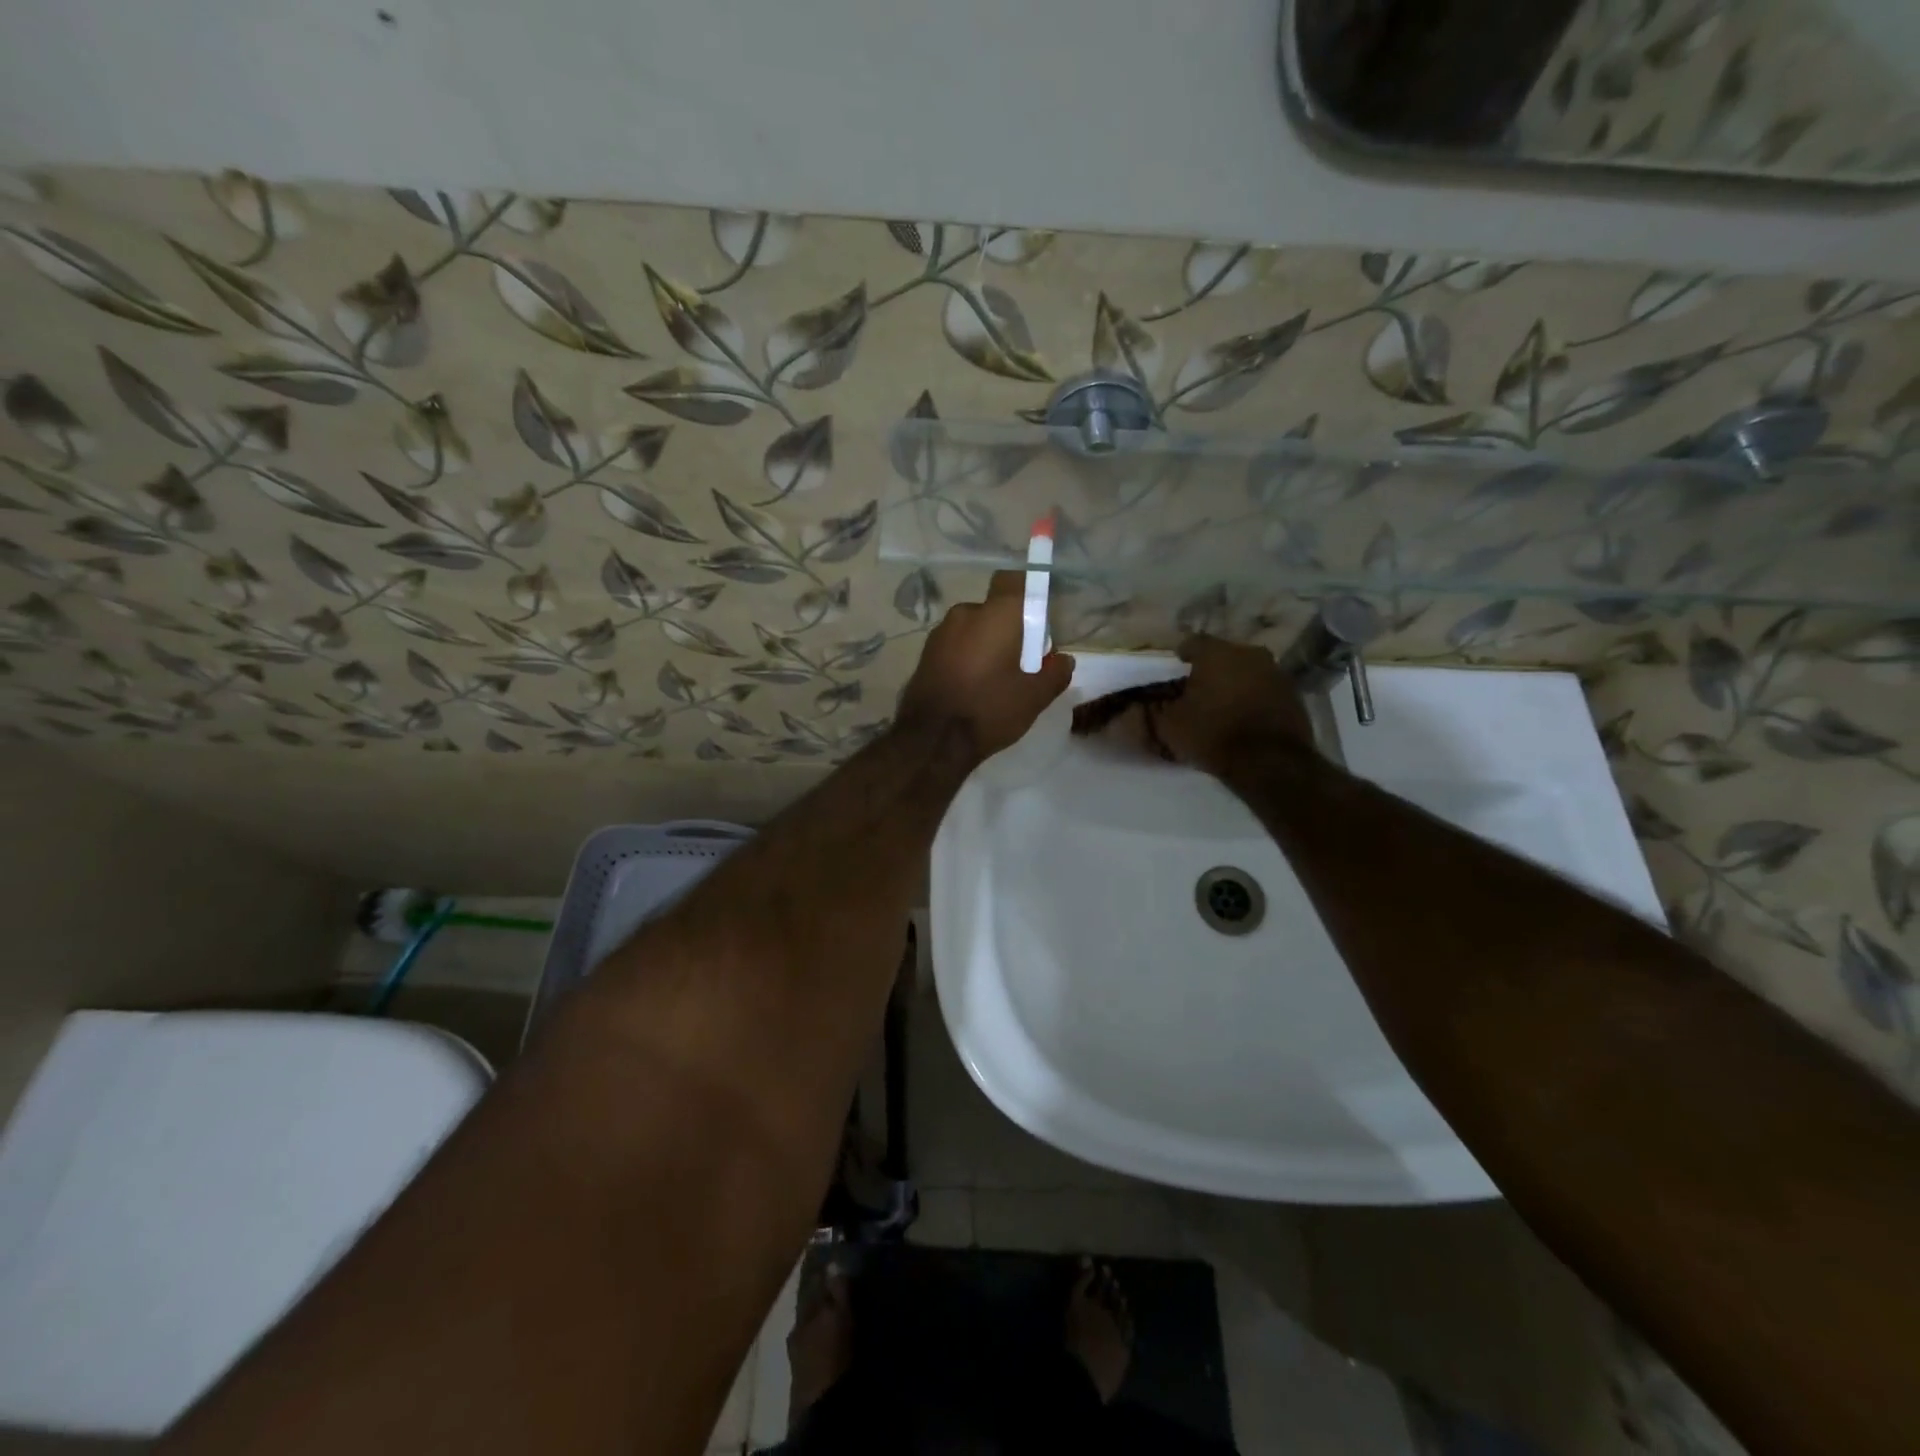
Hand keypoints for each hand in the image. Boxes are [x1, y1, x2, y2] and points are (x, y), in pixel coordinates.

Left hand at [898, 570, 1072, 760]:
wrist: (932, 740)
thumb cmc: (989, 709)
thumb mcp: (1035, 697)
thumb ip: (1056, 673)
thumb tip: (1063, 660)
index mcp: (997, 614)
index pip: (1016, 580)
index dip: (1030, 595)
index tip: (1040, 623)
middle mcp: (965, 613)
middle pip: (995, 610)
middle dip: (1010, 629)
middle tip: (1023, 661)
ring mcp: (940, 632)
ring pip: (974, 628)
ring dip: (987, 644)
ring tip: (997, 679)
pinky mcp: (925, 653)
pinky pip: (956, 645)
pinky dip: (968, 657)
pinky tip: (974, 686)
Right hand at [1145, 634, 1312, 775]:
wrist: (1270, 763)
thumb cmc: (1213, 735)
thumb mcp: (1170, 725)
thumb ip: (1155, 708)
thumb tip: (1142, 701)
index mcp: (1216, 652)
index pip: (1191, 643)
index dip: (1179, 657)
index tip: (1173, 671)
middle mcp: (1249, 652)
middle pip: (1222, 655)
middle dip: (1209, 669)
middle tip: (1197, 690)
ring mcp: (1276, 671)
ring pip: (1245, 670)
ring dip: (1233, 682)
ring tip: (1220, 705)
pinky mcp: (1293, 693)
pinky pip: (1264, 688)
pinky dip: (1252, 697)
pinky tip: (1242, 716)